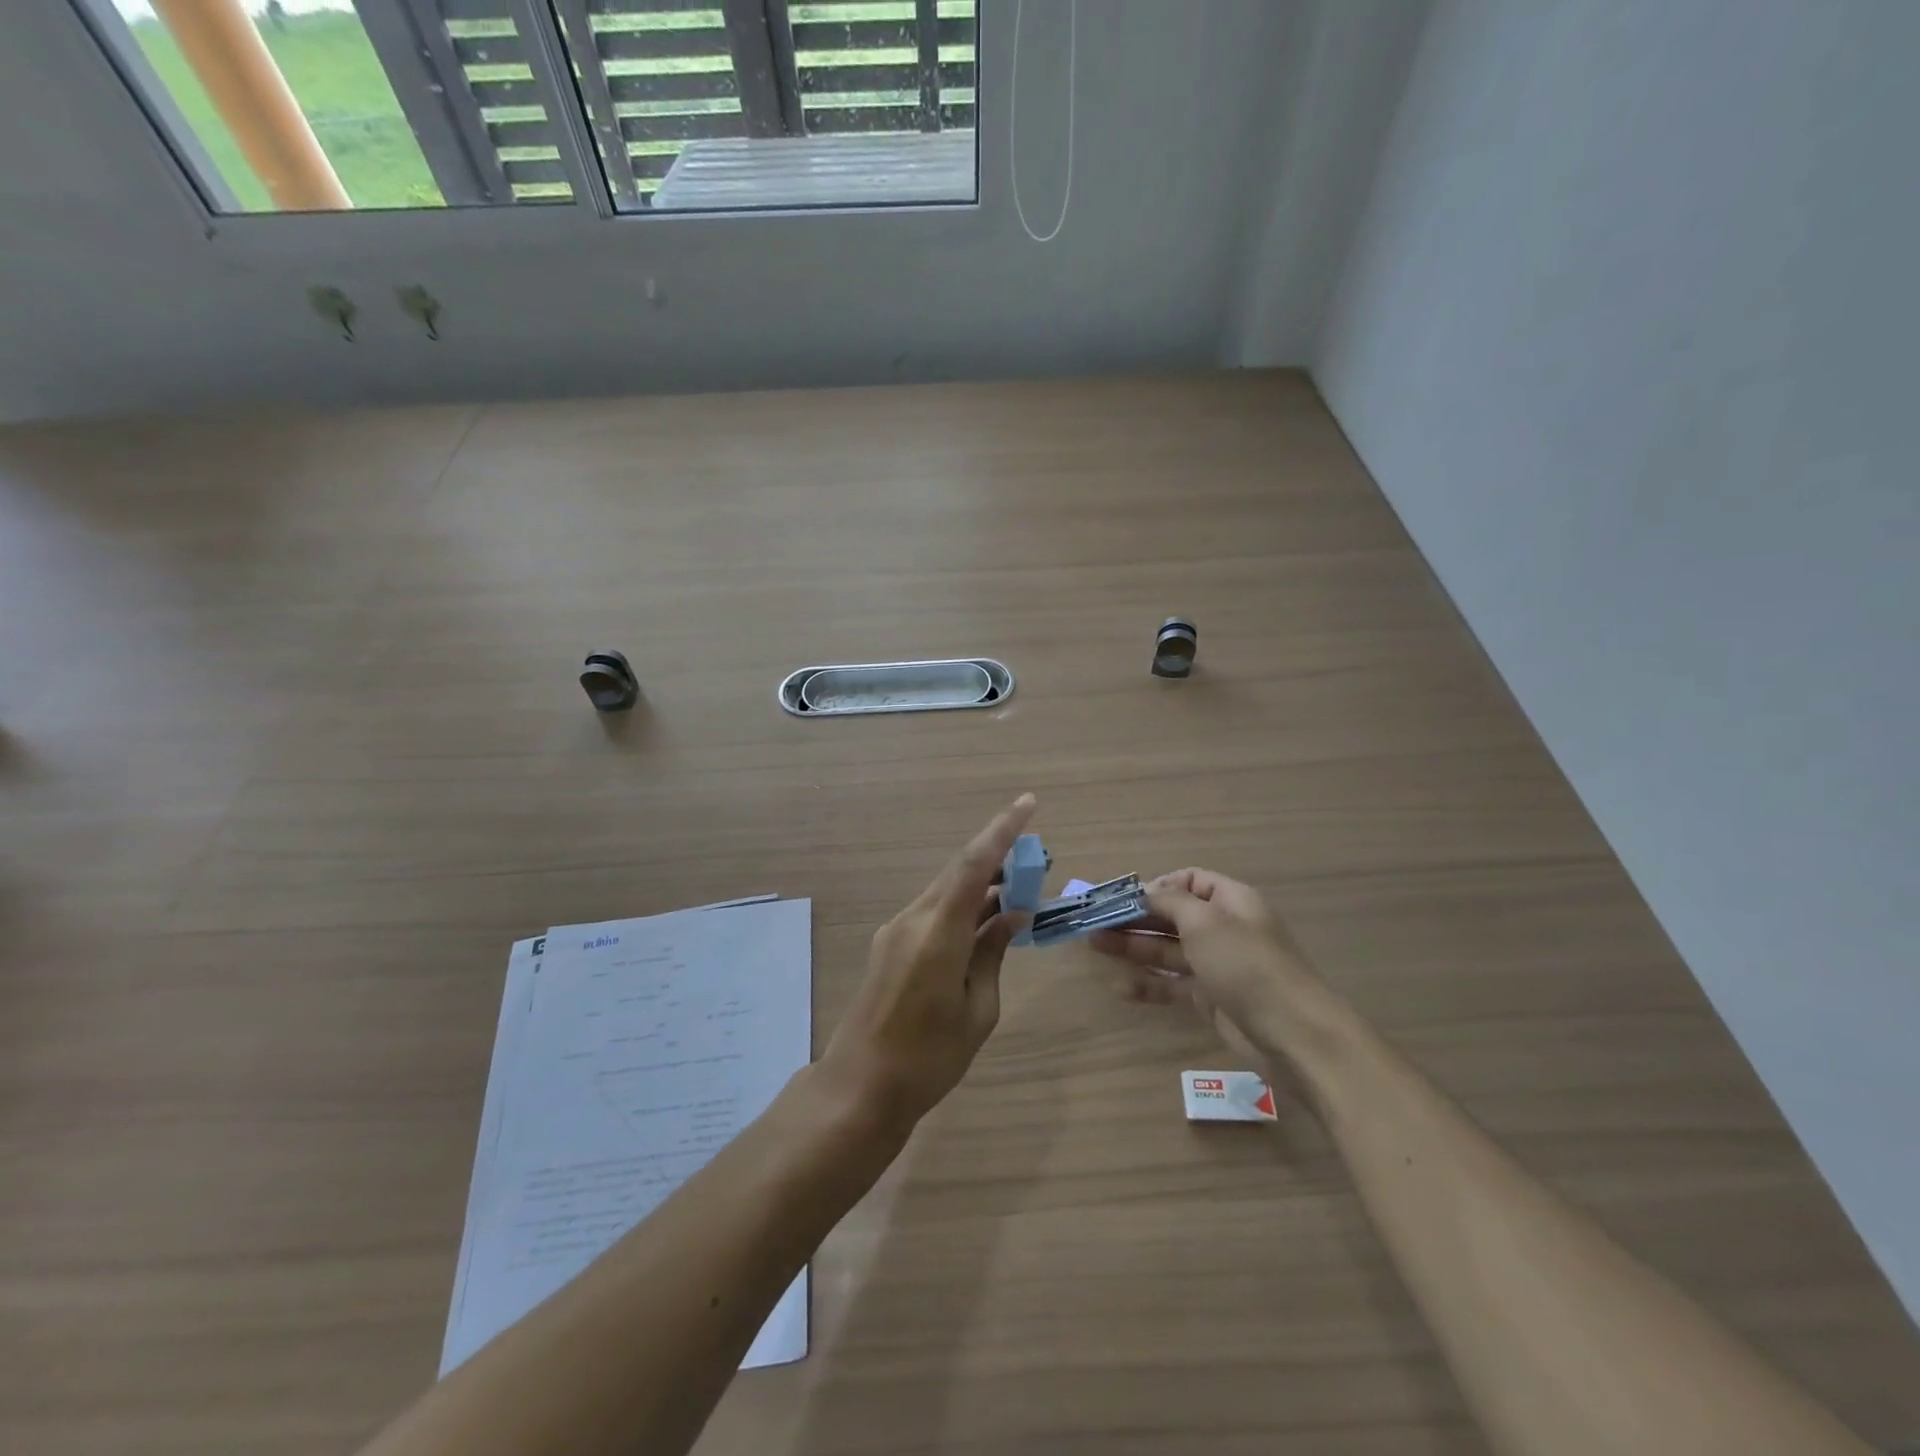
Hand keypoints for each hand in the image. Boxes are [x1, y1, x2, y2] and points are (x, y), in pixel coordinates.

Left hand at [821, 794, 1036, 1134]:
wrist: (860, 1086)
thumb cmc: (929, 1058)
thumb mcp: (977, 1009)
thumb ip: (993, 953)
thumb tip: (1011, 916)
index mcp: (938, 933)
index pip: (973, 865)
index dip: (1002, 831)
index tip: (1028, 803)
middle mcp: (913, 919)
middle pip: (959, 872)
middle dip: (998, 858)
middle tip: (1036, 860)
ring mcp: (896, 930)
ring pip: (946, 890)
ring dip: (981, 885)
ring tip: (1019, 892)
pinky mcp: (890, 943)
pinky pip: (934, 911)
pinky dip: (963, 906)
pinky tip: (986, 922)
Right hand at [1090, 868, 1318, 1056]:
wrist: (1294, 1035)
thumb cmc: (1247, 965)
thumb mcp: (1206, 922)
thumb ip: (1170, 902)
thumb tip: (1146, 893)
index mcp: (1231, 901)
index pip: (1190, 881)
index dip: (1157, 886)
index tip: (1125, 899)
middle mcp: (1224, 929)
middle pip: (1173, 916)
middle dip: (1135, 917)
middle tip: (1095, 922)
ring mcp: (1217, 966)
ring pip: (1168, 950)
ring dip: (1133, 946)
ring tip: (1094, 945)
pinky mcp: (1211, 999)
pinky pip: (1173, 985)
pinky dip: (1148, 984)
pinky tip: (1120, 988)